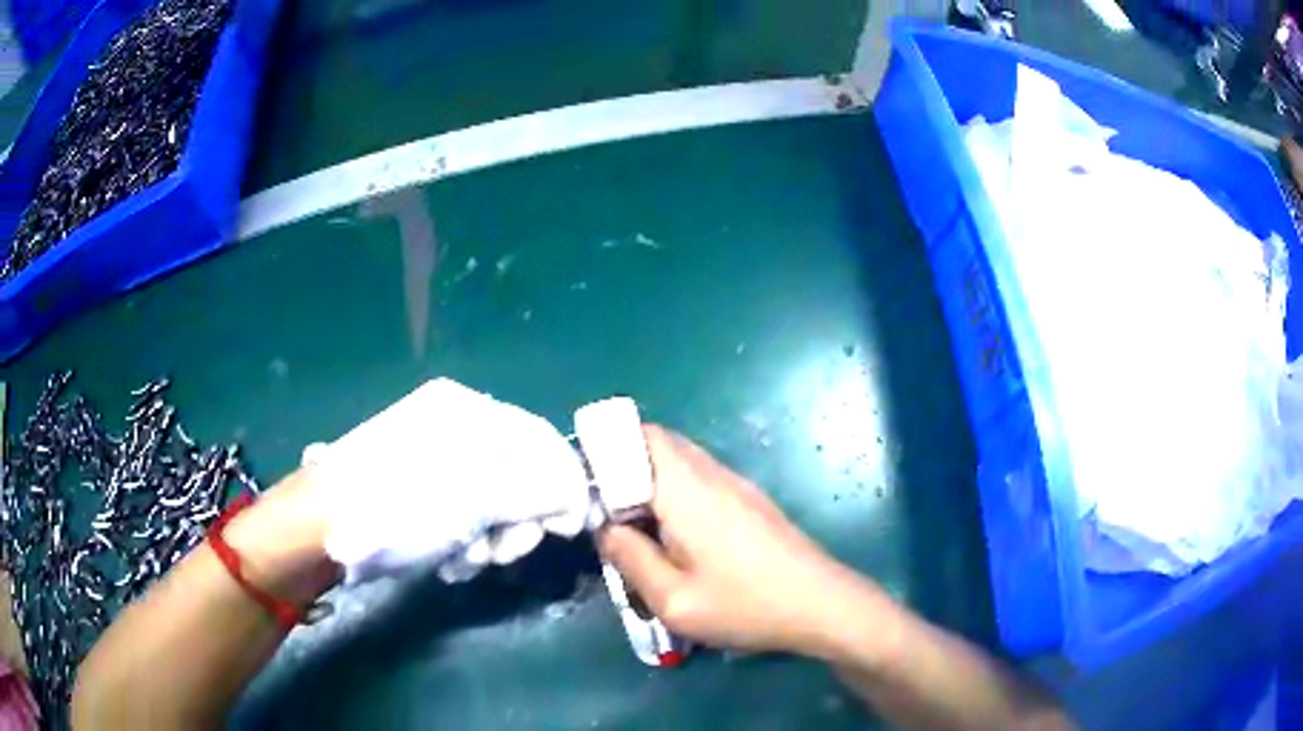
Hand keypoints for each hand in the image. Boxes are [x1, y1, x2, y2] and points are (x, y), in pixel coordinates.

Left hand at [305, 379, 591, 583]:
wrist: (320, 529)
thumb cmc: (401, 505)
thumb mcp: (476, 498)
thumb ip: (536, 492)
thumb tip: (575, 497)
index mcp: (467, 412)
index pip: (539, 439)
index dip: (564, 484)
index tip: (570, 530)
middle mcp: (452, 429)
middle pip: (516, 475)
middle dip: (516, 522)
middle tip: (502, 553)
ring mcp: (431, 462)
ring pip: (490, 504)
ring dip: (487, 539)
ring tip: (464, 560)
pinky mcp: (416, 493)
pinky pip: (460, 517)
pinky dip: (462, 543)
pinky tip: (446, 561)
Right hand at [597, 426, 876, 657]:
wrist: (821, 604)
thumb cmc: (746, 604)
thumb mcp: (674, 600)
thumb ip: (631, 559)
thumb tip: (605, 529)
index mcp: (686, 489)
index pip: (639, 436)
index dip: (606, 449)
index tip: (585, 486)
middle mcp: (712, 474)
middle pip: (658, 444)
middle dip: (623, 468)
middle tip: (605, 512)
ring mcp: (736, 485)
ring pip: (680, 462)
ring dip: (650, 483)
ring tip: (635, 529)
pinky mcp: (750, 501)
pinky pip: (701, 480)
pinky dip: (675, 494)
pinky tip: (675, 538)